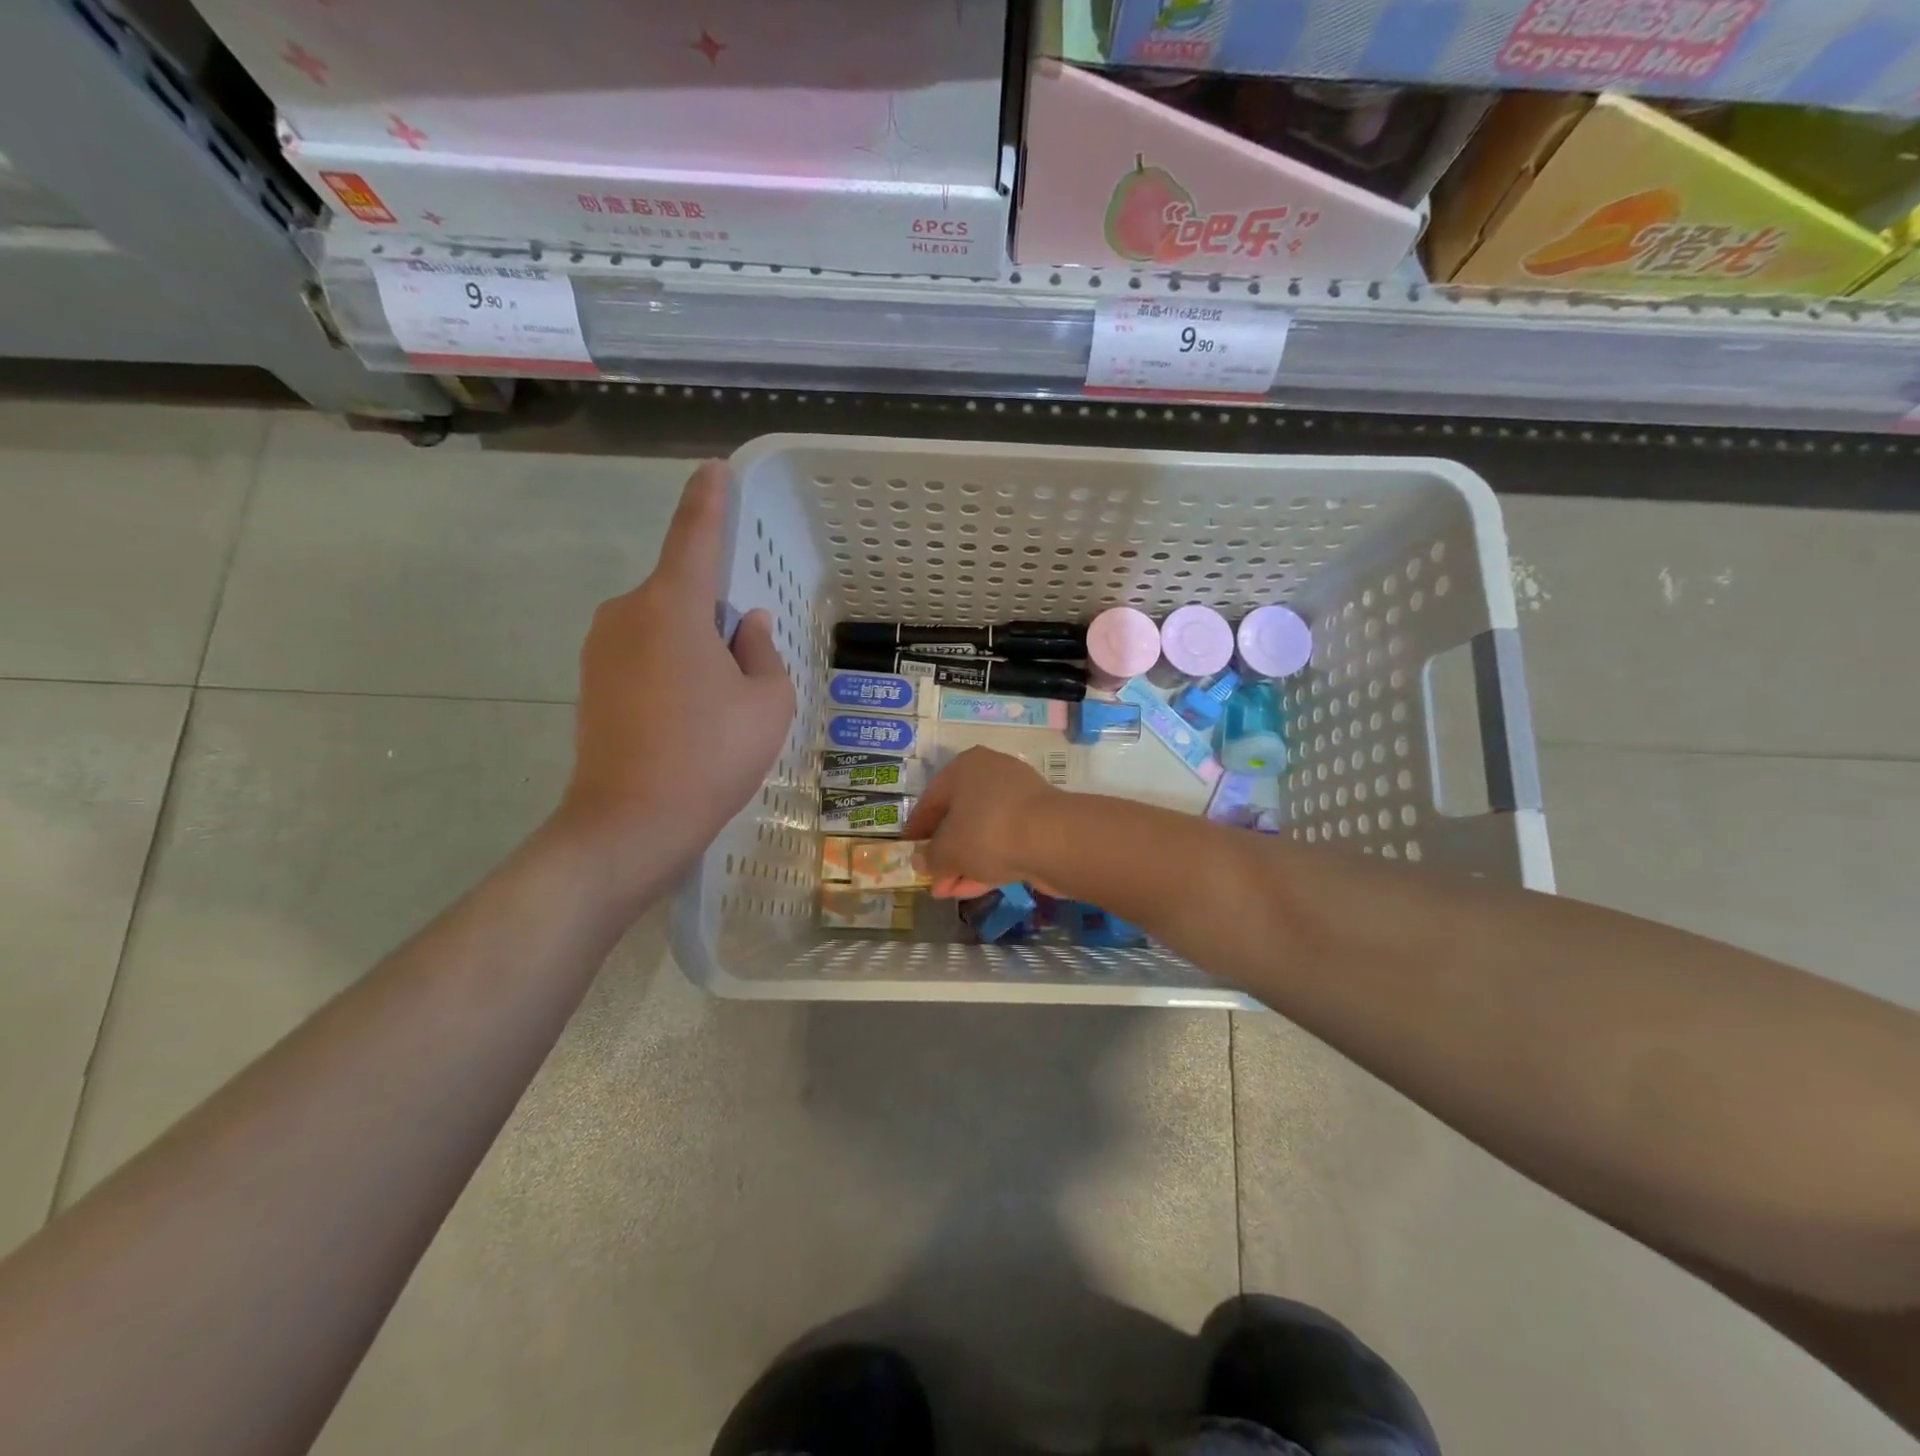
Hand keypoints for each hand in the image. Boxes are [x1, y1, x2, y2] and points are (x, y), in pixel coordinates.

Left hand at [557, 462, 794, 867]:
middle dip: (717, 618)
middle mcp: (627, 613)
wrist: (630, 823)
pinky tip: (689, 719)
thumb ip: (763, 653)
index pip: (695, 536)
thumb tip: (747, 627)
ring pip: (665, 628)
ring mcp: (601, 648)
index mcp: (673, 606)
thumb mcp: (768, 703)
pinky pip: (644, 655)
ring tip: (718, 708)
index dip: (709, 501)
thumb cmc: (711, 755)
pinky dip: (673, 671)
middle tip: (745, 674)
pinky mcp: (591, 682)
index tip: (712, 470)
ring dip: (696, 649)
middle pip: (684, 593)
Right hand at [903, 747, 1060, 898]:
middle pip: (959, 816)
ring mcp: (1020, 799)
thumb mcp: (947, 850)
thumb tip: (921, 862)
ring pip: (982, 833)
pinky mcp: (1039, 824)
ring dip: (964, 862)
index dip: (917, 829)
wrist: (1054, 840)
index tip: (907, 852)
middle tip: (931, 878)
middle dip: (943, 852)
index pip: (931, 798)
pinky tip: (971, 889)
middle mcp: (992, 775)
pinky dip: (987, 864)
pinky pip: (1004, 843)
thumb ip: (930, 857)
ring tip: (947, 891)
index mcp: (965, 767)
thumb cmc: (987, 831)